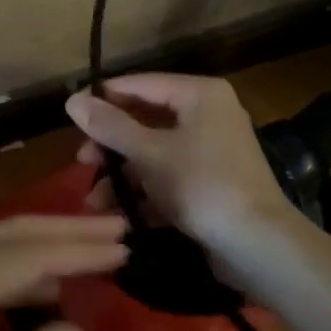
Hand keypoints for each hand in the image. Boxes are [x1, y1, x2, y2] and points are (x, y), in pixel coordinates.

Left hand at [0, 215, 126, 330]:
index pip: (33, 255)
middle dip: (68, 230)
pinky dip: (12, 264)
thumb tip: (71, 326)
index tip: (125, 247)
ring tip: (90, 251)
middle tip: (117, 229)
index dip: (83, 251)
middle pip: (13, 232)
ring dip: (41, 243)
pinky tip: (39, 282)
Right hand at [64, 74, 304, 286]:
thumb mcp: (149, 153)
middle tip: (82, 162)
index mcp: (199, 95)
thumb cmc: (202, 185)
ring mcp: (211, 151)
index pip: (141, 84)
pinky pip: (169, 178)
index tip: (71, 117)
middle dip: (111, 145)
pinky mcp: (211, 183)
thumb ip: (110, 126)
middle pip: (146, 120)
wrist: (258, 245)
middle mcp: (208, 115)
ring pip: (155, 153)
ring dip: (123, 176)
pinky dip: (146, 193)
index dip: (105, 98)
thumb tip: (72, 99)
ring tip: (95, 202)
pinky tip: (121, 216)